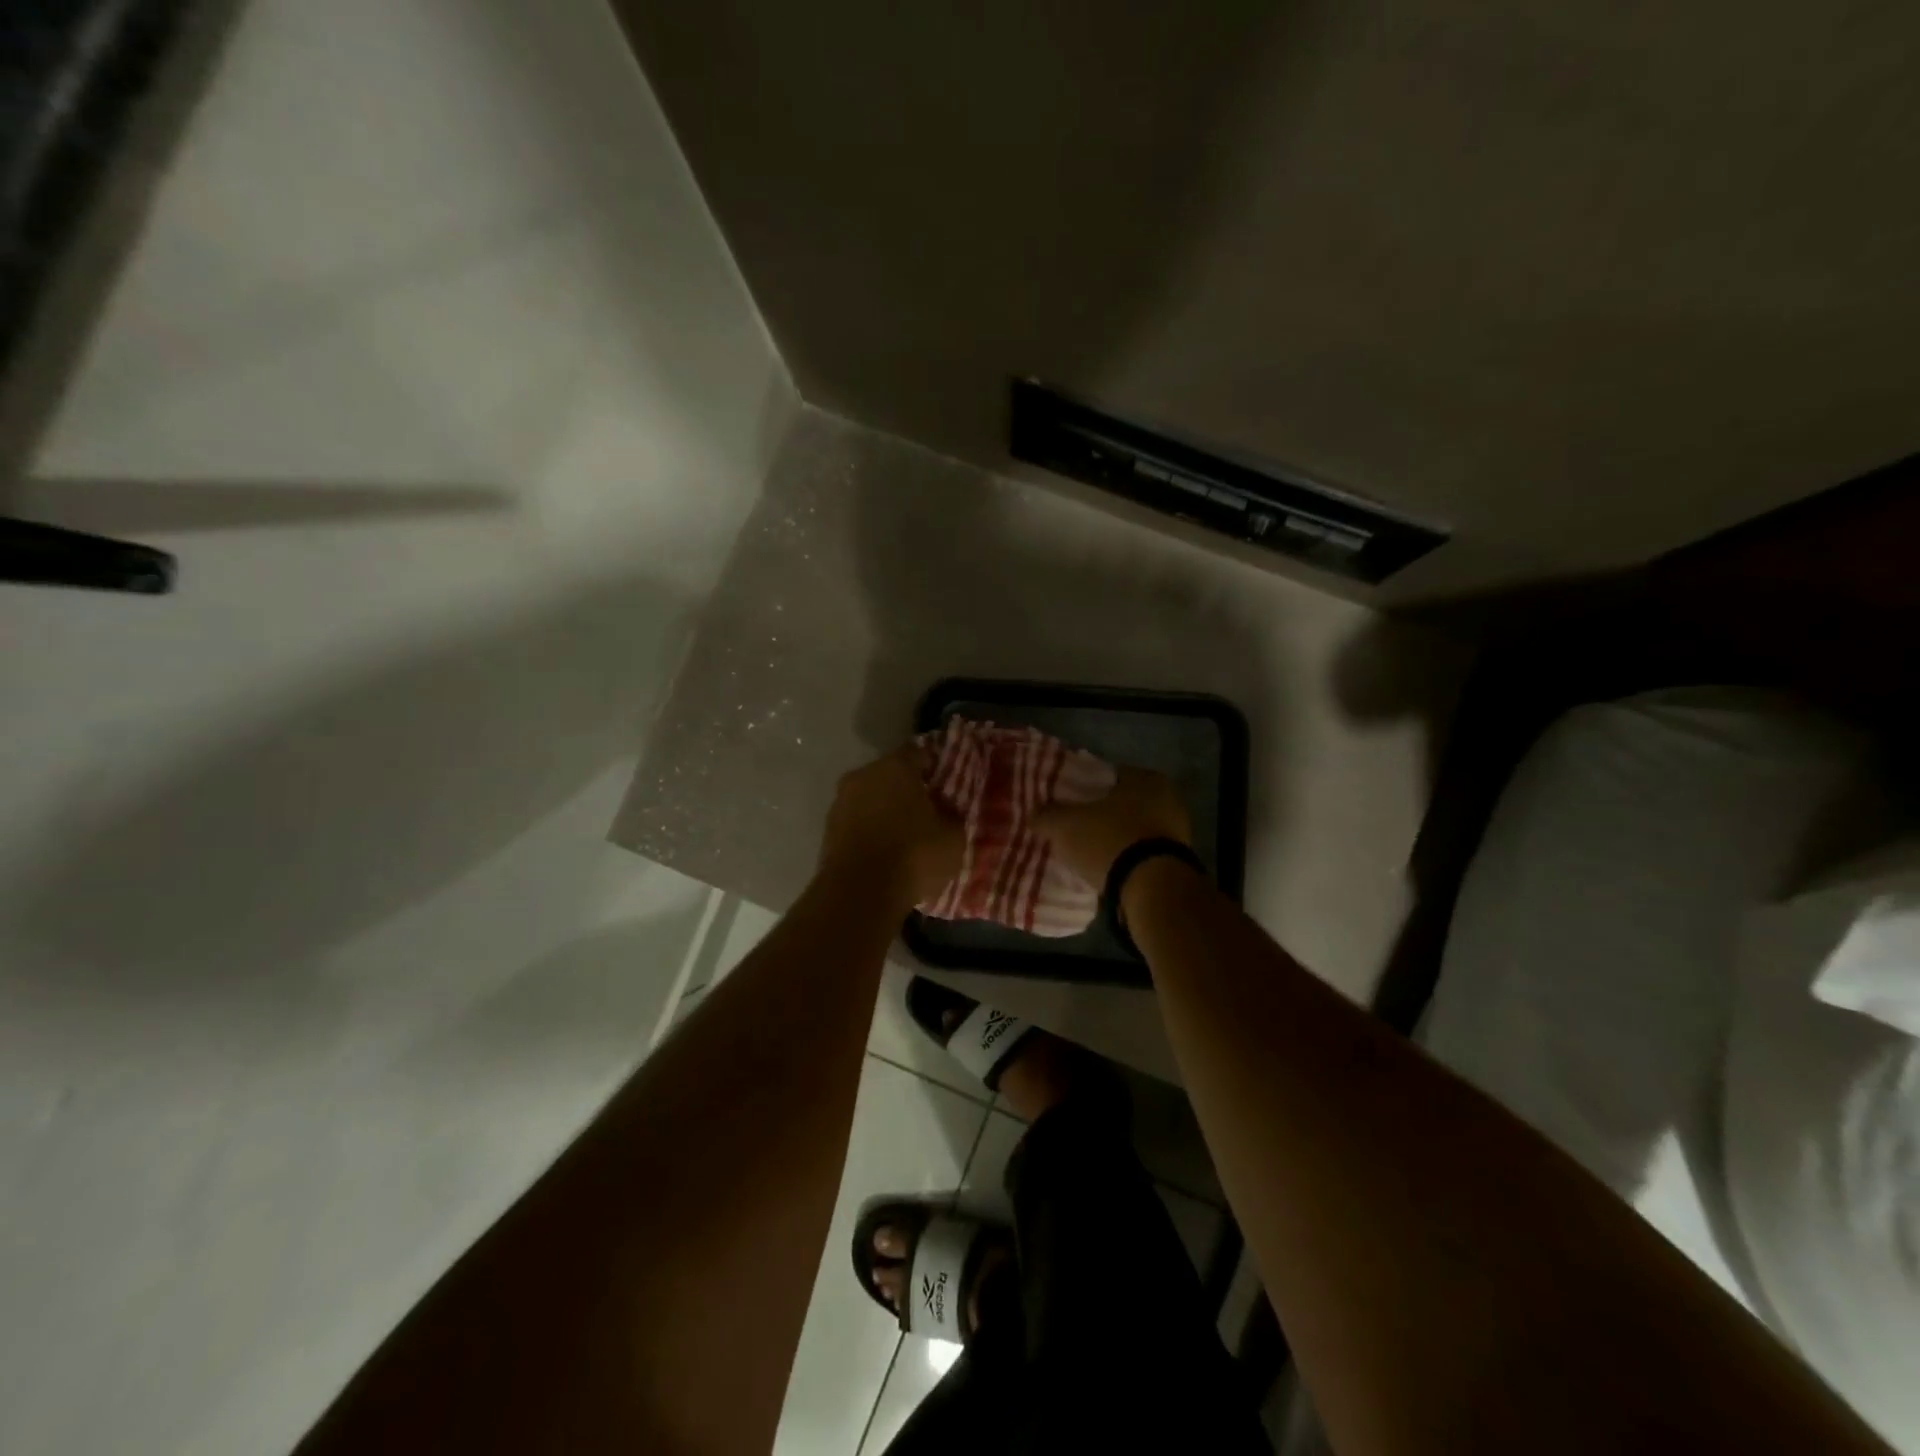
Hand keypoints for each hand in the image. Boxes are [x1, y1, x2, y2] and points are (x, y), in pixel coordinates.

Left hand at [816, 745, 962, 912]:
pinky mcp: (828, 830)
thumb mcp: (953, 837)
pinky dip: (870, 830)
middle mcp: (864, 775)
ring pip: (871, 798)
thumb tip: (947, 808)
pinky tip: (885, 850)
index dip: (934, 767)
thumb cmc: (913, 855)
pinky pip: (857, 822)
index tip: (946, 783)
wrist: (858, 894)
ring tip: (905, 834)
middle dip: (908, 789)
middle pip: (891, 775)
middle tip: (927, 809)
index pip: (919, 753)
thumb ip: (952, 814)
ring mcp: (841, 802)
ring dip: (886, 810)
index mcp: (896, 766)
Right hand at [1034, 766, 1191, 888]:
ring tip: (1091, 852)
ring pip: (1136, 829)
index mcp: (1145, 777)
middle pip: (1124, 803)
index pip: (1108, 775)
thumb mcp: (1065, 825)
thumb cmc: (1110, 841)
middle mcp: (1168, 798)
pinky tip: (1110, 870)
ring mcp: (1178, 831)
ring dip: (1118, 838)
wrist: (1152, 888)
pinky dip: (1129, 859)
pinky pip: (1145, 853)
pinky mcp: (1179, 860)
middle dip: (1103, 814)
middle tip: (1078, 828)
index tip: (1069, 802)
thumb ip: (1047, 815)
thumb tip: (1036, 813)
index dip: (1085, 788)